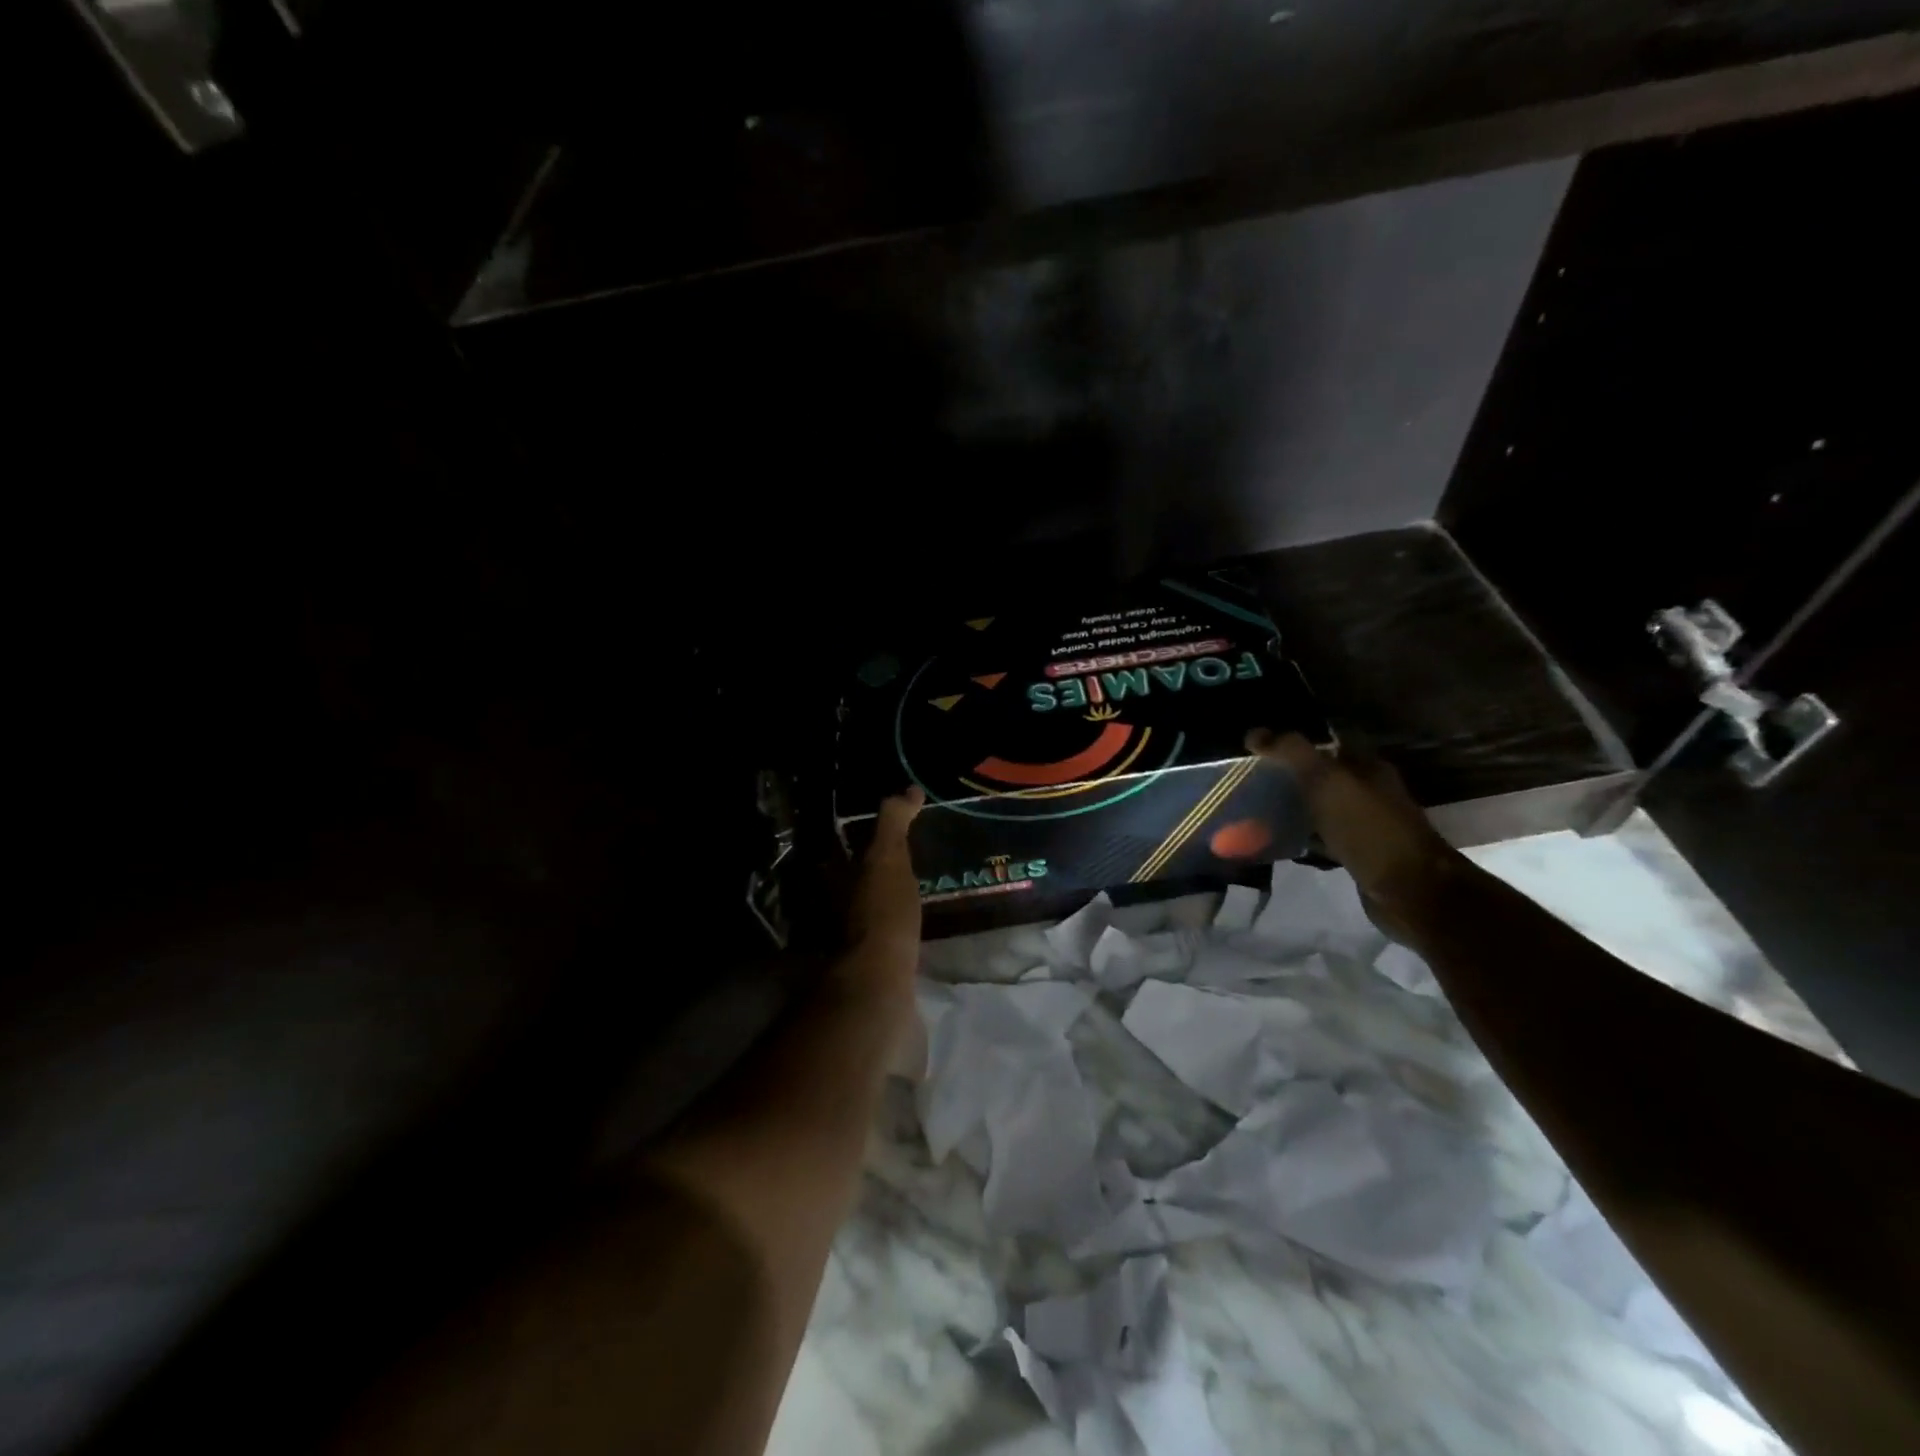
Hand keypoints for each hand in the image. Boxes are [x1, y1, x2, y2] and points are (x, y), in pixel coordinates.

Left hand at [840, 787, 924, 993]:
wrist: (880, 984)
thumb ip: (893, 823)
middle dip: (874, 868)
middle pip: (855, 879)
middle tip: (909, 857)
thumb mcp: (888, 858)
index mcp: (837, 878)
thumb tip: (908, 790)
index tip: (891, 827)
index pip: (845, 847)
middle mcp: (837, 906)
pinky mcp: (873, 963)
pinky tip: (919, 926)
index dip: (862, 835)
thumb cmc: (881, 913)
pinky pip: (886, 935)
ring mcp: (852, 939)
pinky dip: (899, 926)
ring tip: (920, 889)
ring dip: (887, 898)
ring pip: (868, 908)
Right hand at [1245, 729, 1461, 934]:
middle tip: (1253, 776)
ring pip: (1323, 805)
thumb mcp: (1327, 781)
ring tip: (1258, 806)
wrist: (1409, 890)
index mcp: (1368, 766)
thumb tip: (1253, 733)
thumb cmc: (1369, 828)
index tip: (1261, 745)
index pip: (1331, 740)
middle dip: (1292, 773)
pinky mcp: (1359, 853)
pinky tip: (1279, 840)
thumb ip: (1292, 753)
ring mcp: (1366, 823)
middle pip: (1325, 773)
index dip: (1298, 739)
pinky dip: (1303, 835)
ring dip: (1296, 804)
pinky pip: (1324, 836)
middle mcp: (1370, 790)